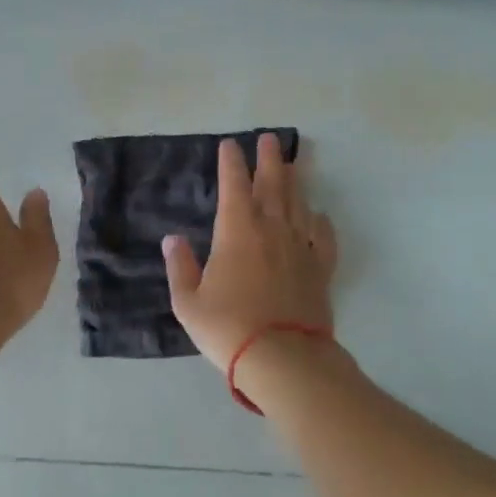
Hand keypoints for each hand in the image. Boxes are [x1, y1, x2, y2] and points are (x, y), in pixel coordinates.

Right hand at [164, 135, 337, 369]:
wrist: (283, 357)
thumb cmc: (228, 328)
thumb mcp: (188, 302)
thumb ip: (180, 267)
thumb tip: (172, 240)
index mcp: (237, 231)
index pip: (234, 185)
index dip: (231, 162)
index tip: (229, 145)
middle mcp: (272, 229)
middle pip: (273, 184)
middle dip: (269, 159)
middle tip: (270, 139)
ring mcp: (300, 246)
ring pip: (299, 203)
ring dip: (294, 180)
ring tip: (293, 163)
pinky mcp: (320, 268)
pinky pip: (323, 235)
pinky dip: (320, 220)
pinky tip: (318, 214)